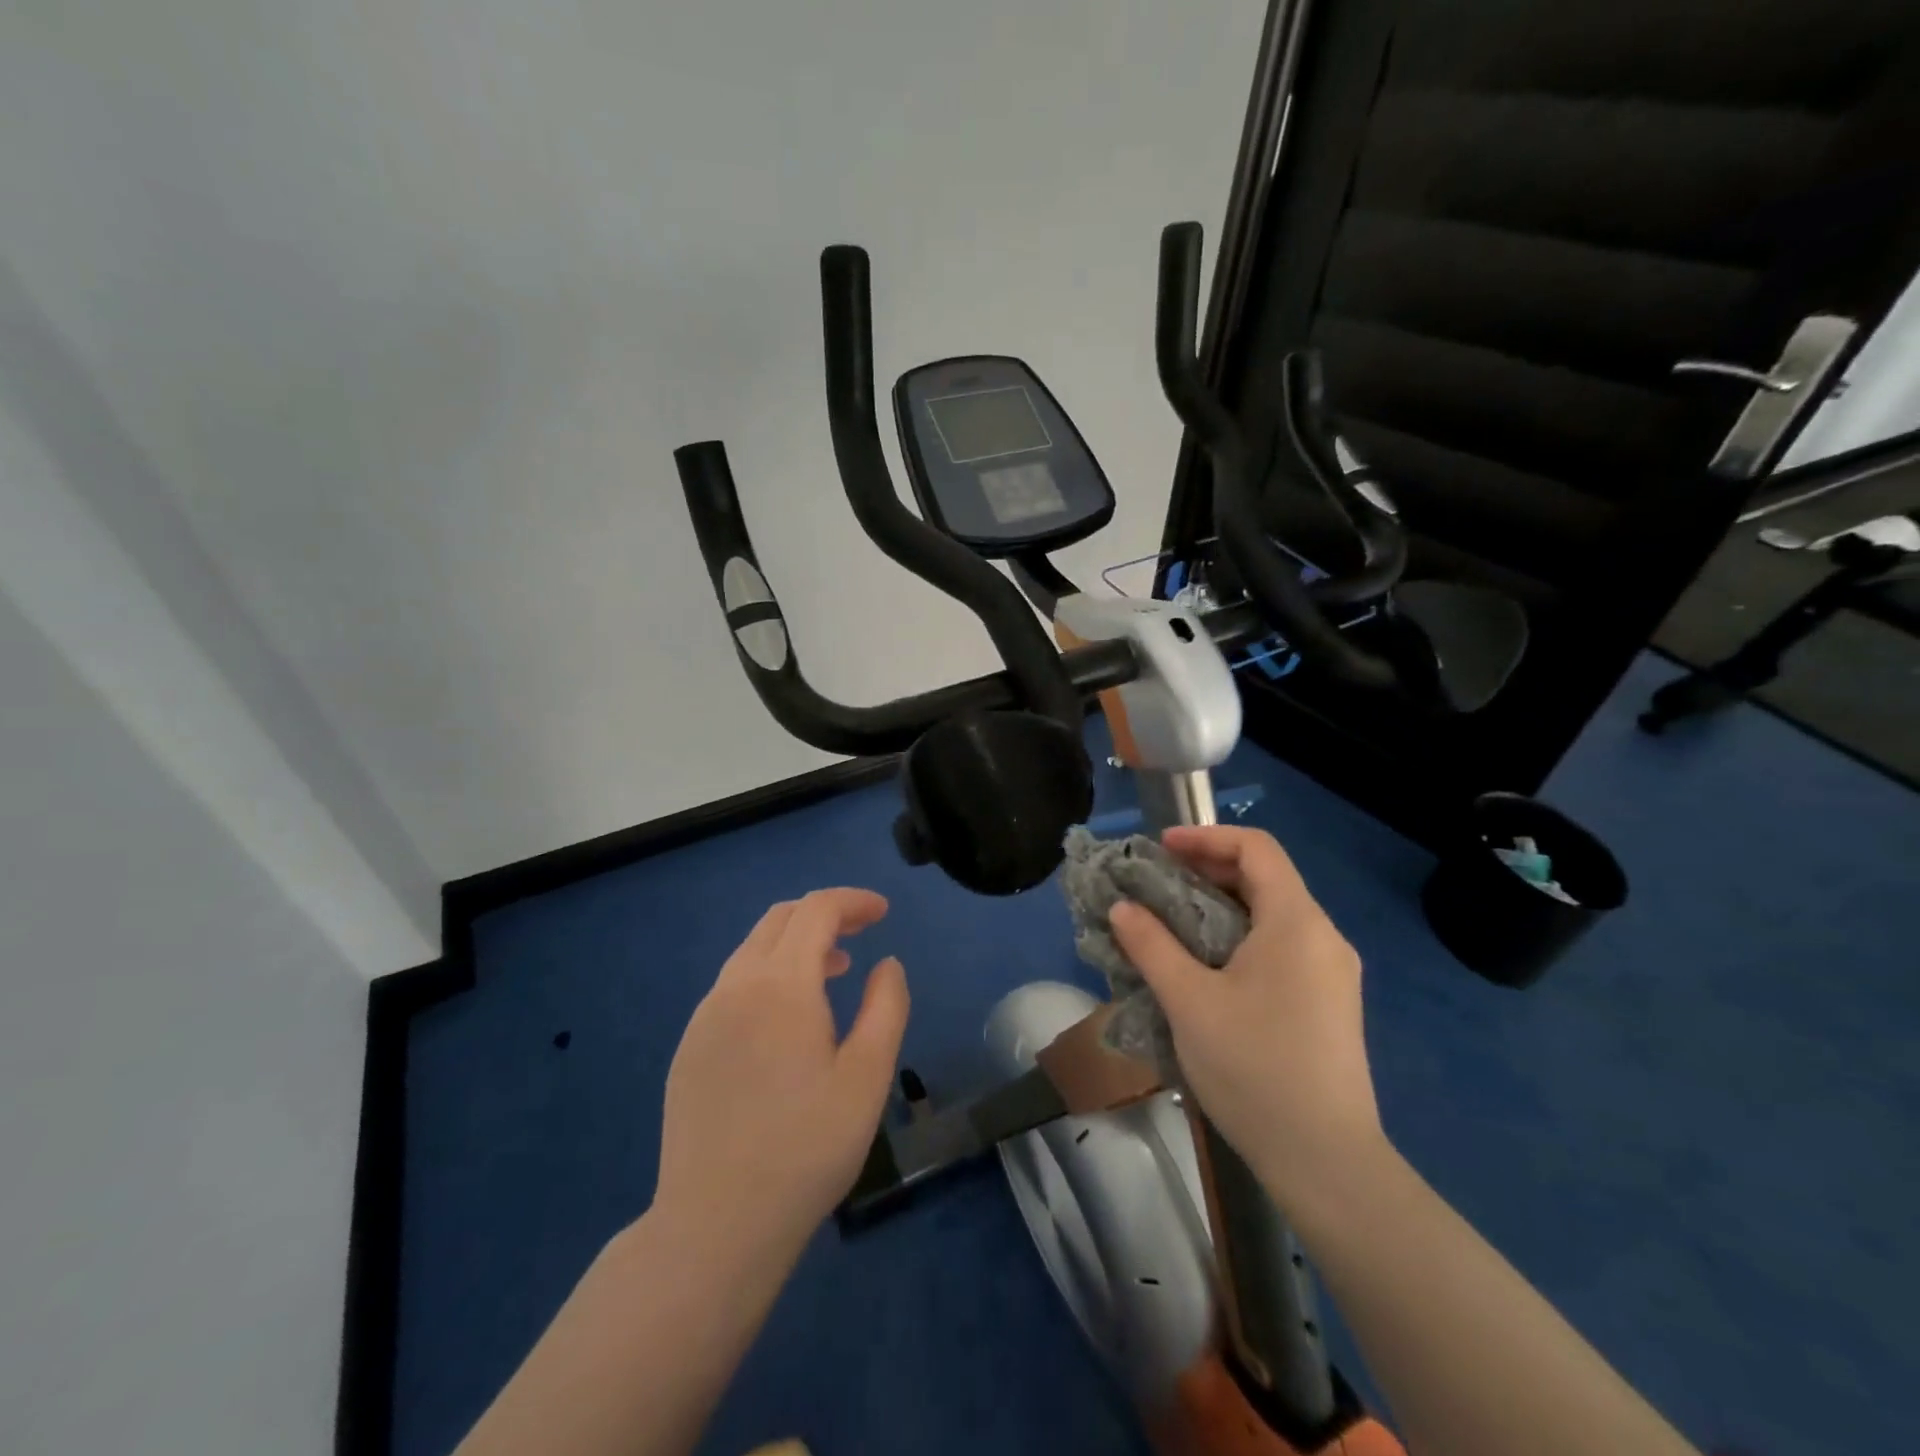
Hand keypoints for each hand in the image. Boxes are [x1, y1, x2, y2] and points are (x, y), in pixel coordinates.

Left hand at [653, 889, 909, 1263]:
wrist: (716, 1225)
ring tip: (834, 970)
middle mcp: (735, 986)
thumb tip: (886, 964)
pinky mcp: (689, 1046)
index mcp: (780, 985)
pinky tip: (788, 1018)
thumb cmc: (806, 1148)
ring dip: (796, 944)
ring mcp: (704, 1016)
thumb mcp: (868, 1077)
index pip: (816, 911)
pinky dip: (769, 974)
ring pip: (752, 950)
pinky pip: (734, 984)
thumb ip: (886, 1007)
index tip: (883, 912)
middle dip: (824, 914)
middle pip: (779, 919)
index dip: (853, 901)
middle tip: (862, 930)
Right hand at [1109, 826, 1384, 1215]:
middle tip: (1157, 883)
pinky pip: (1282, 946)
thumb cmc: (1254, 1068)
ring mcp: (1333, 972)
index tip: (1160, 848)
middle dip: (1207, 870)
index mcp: (1296, 922)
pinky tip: (1207, 966)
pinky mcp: (1330, 1003)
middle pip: (1266, 877)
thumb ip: (1151, 945)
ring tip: (1173, 921)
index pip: (1256, 848)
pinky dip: (1240, 935)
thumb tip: (1122, 907)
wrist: (1326, 1162)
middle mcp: (1323, 936)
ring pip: (1273, 913)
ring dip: (1221, 905)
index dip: (1206, 837)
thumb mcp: (1189, 1001)